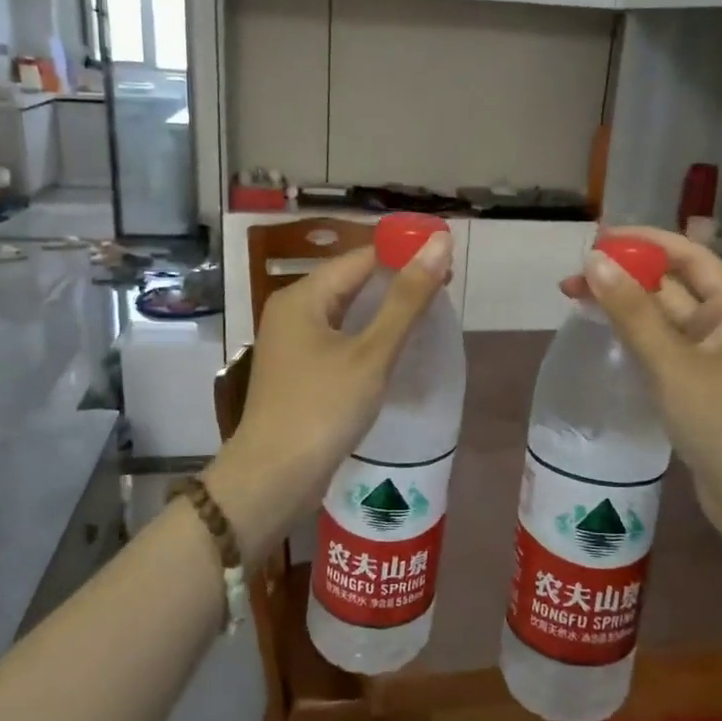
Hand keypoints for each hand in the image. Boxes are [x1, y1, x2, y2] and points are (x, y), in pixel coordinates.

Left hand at [205, 233, 453, 565]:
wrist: (274, 477)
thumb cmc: (323, 409)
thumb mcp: (372, 353)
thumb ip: (407, 299)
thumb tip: (439, 242)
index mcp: (303, 296)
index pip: (361, 257)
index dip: (404, 254)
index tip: (447, 262)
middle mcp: (292, 311)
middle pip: (351, 281)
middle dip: (396, 282)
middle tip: (445, 289)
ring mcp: (292, 343)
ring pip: (345, 312)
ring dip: (383, 310)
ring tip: (427, 315)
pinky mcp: (298, 371)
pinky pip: (339, 338)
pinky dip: (367, 336)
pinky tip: (394, 348)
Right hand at [561, 227, 721, 542]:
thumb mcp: (673, 363)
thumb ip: (632, 312)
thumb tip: (594, 262)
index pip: (688, 256)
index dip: (645, 241)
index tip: (597, 239)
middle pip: (671, 286)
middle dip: (625, 277)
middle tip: (572, 280)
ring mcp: (710, 359)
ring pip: (662, 320)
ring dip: (625, 307)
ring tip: (577, 302)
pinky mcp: (696, 387)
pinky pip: (661, 349)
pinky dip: (633, 338)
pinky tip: (604, 338)